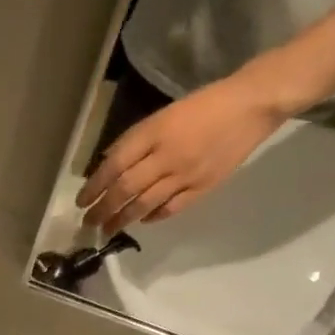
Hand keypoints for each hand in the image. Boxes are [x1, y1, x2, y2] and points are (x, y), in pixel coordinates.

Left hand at [77, 71, 288, 235]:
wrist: (253, 104)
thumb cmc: (204, 105)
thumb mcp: (162, 115)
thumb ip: (136, 141)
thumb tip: (108, 165)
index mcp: (154, 133)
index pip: (114, 165)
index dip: (94, 186)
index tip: (81, 202)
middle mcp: (166, 156)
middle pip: (125, 189)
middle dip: (103, 209)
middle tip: (88, 222)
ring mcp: (185, 175)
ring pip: (145, 203)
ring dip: (122, 219)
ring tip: (108, 229)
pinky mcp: (203, 187)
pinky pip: (171, 208)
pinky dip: (153, 216)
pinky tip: (142, 221)